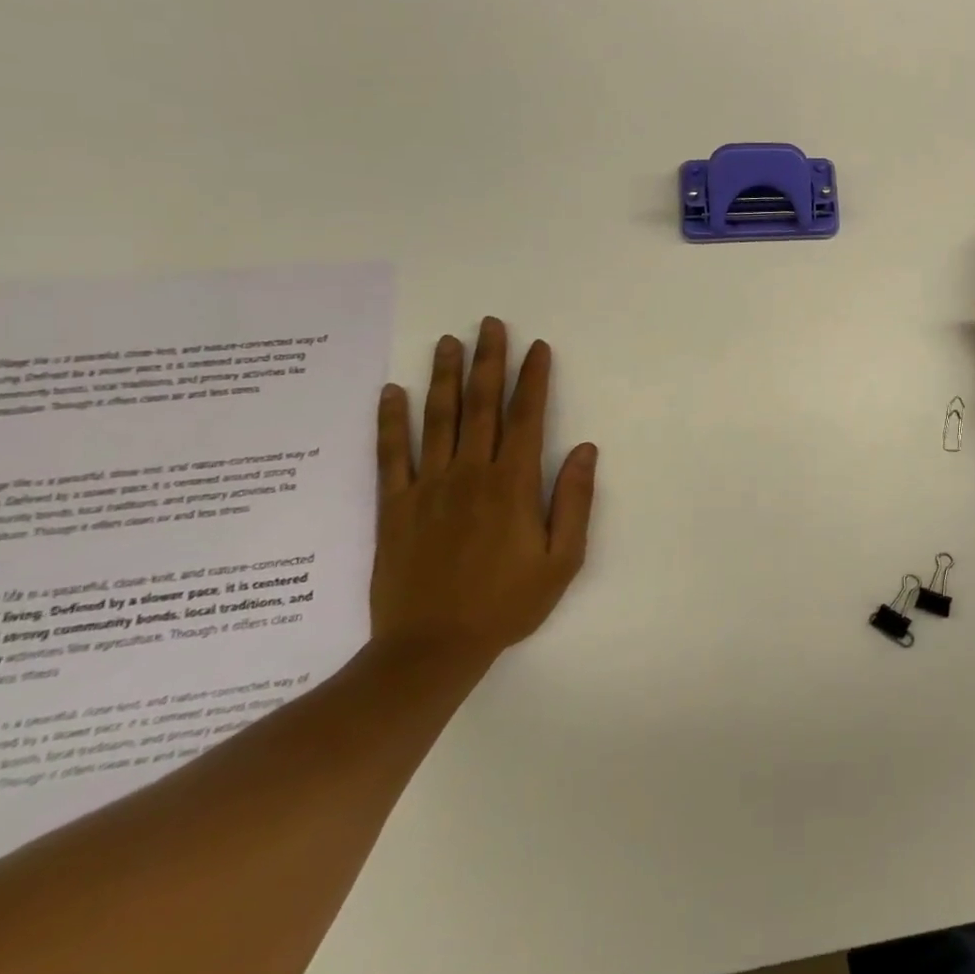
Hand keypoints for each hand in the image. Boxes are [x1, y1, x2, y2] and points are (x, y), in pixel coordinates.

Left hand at [371, 317, 596, 665]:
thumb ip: (574, 500)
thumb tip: (584, 449)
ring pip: (437, 420)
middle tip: (489, 324)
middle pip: (480, 406)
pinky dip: (390, 421)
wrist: (430, 649)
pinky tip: (391, 392)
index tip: (537, 347)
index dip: (533, 379)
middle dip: (488, 361)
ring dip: (443, 377)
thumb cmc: (507, 604)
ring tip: (447, 342)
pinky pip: (390, 455)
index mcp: (513, 484)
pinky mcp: (394, 507)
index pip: (526, 417)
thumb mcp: (562, 559)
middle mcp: (470, 474)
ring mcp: (427, 488)